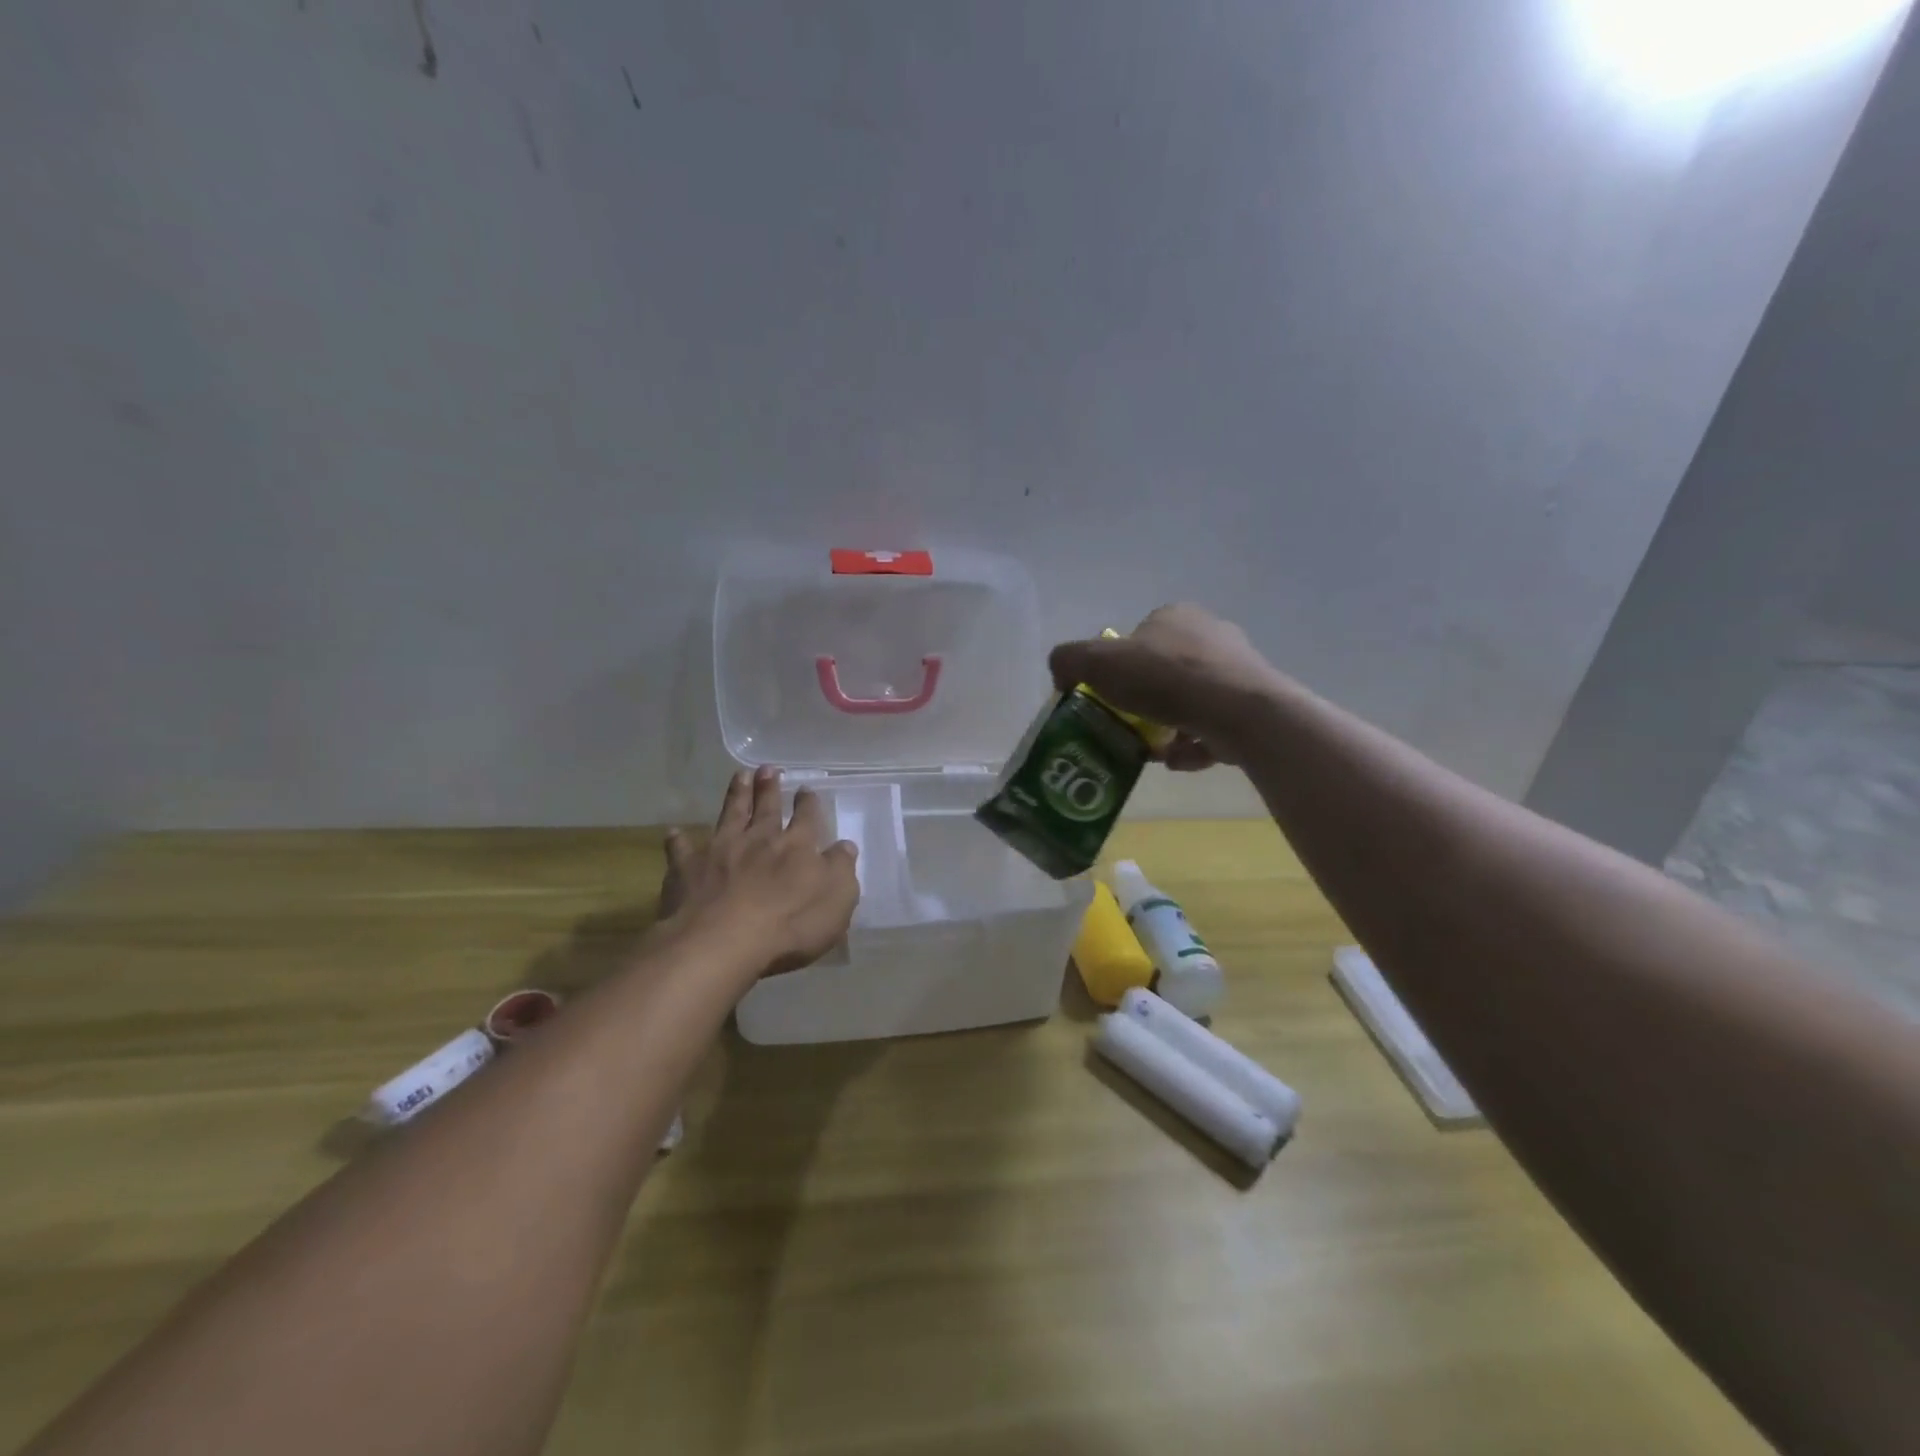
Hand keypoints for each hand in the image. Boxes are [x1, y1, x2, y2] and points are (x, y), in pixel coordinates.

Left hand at [660, 767, 859, 976]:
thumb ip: (841, 870)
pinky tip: (675, 833)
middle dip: (770, 787)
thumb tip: (845, 846)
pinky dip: (679, 840)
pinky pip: (682, 849)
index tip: (807, 789)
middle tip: (769, 769)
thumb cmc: (790, 925)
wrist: (722, 941)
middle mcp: (759, 839)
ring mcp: (721, 850)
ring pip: (730, 815)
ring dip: (736, 795)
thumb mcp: (836, 901)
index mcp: (797, 847)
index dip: (808, 803)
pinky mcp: (687, 868)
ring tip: (740, 776)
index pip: (807, 817)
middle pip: (767, 807)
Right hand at [1047, 604, 1277, 769]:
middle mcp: (1210, 634)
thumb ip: (1069, 660)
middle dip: (1144, 700)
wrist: (1238, 711)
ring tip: (1151, 751)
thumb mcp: (1097, 662)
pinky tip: (1178, 762)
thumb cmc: (1164, 679)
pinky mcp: (1254, 704)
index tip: (1108, 697)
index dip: (1117, 668)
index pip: (1137, 638)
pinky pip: (1213, 726)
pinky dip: (1193, 745)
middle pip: (1164, 670)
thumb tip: (1061, 672)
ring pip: (1190, 700)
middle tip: (1127, 726)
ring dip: (1169, 726)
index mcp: (1175, 617)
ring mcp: (1238, 669)